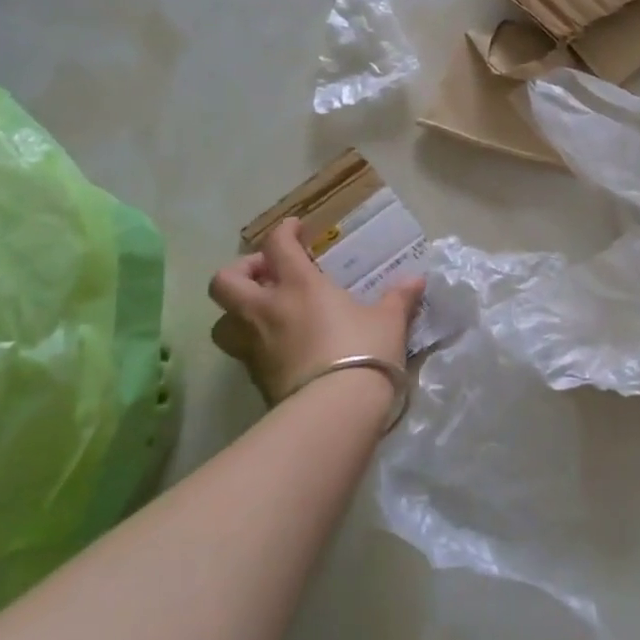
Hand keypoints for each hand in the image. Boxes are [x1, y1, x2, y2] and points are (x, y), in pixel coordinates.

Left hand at [209, 218, 423, 406]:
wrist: (335, 410)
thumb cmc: (363, 352)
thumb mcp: (388, 322)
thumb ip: (398, 298)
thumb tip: (417, 279)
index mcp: (299, 286)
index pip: (277, 245)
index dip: (283, 231)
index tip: (294, 229)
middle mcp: (267, 310)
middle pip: (225, 282)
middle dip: (240, 272)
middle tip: (266, 275)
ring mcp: (255, 347)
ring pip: (222, 322)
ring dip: (236, 313)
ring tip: (264, 314)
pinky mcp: (256, 379)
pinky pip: (243, 353)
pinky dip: (254, 345)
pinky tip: (281, 348)